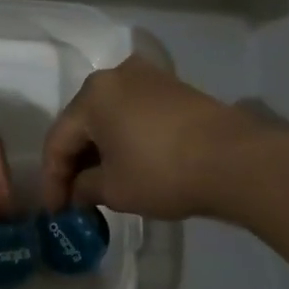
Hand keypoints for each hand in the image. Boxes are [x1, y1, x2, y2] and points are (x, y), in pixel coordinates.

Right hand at [40, 56, 271, 218]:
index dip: (52, 180)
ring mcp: (148, 78)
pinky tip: (129, 164)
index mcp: (92, 94)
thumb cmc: (162, 171)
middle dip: (75, 162)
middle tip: (74, 199)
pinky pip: (134, 113)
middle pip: (82, 123)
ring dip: (100, 150)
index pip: (58, 140)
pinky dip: (124, 138)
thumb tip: (78, 191)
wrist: (236, 159)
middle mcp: (115, 75)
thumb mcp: (114, 189)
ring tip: (100, 184)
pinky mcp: (173, 88)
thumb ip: (84, 188)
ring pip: (109, 117)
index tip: (56, 212)